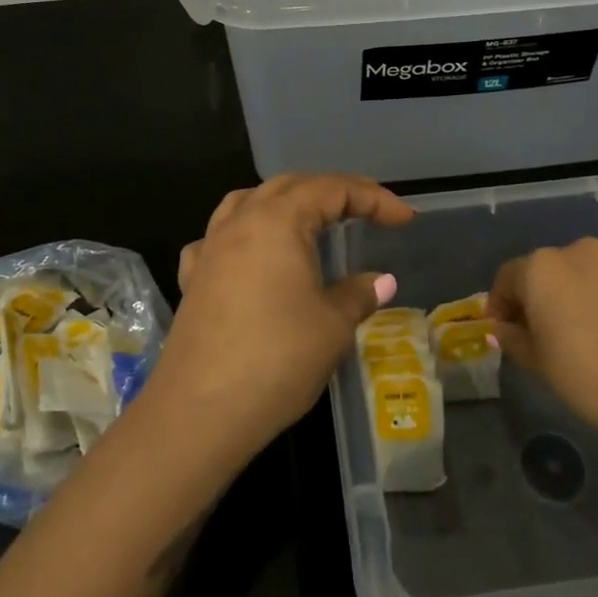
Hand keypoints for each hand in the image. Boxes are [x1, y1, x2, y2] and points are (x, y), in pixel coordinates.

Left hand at [153, 173, 414, 461]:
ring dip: (284, 203)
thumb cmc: (277, 359)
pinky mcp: (193, 277)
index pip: (333, 190)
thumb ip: (358, 294)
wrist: (200, 411)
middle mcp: (241, 221)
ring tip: (308, 221)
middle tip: (366, 210)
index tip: (404, 218)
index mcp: (278, 220)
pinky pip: (219, 237)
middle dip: (331, 192)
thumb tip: (381, 281)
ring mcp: (210, 247)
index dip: (373, 198)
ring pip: (249, 202)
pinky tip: (251, 257)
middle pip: (290, 186)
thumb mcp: (332, 326)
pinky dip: (244, 234)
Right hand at [486, 239, 597, 447]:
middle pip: (553, 269)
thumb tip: (503, 327)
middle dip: (550, 294)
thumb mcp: (540, 366)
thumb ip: (514, 339)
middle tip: (558, 331)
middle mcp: (579, 249)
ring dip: (589, 289)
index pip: (509, 278)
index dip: (504, 303)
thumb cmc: (594, 381)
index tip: (509, 329)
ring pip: (594, 269)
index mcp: (541, 269)